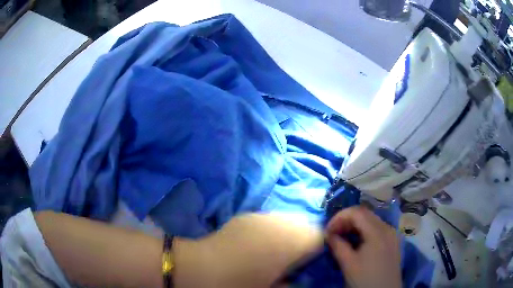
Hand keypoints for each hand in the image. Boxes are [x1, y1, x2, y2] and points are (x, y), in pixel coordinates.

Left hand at [173, 213, 322, 287]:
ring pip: (288, 219)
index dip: (319, 249)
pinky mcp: (247, 216)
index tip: (310, 262)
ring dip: (288, 232)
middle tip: (293, 258)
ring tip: (276, 250)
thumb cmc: (239, 283)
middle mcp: (280, 223)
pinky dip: (272, 229)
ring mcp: (262, 216)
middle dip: (304, 238)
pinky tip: (259, 244)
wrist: (200, 268)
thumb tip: (298, 277)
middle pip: (305, 224)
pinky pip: (269, 220)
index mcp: (291, 242)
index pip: (320, 237)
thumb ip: (292, 282)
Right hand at [326, 206, 400, 287]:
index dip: (340, 217)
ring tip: (343, 237)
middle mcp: (387, 228)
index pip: (357, 212)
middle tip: (333, 233)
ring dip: (355, 225)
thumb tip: (328, 234)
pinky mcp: (393, 241)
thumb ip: (338, 246)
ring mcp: (392, 234)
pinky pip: (378, 228)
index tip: (328, 230)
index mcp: (377, 232)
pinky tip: (357, 242)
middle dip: (346, 220)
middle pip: (365, 214)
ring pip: (372, 220)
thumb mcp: (349, 264)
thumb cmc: (366, 279)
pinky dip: (365, 231)